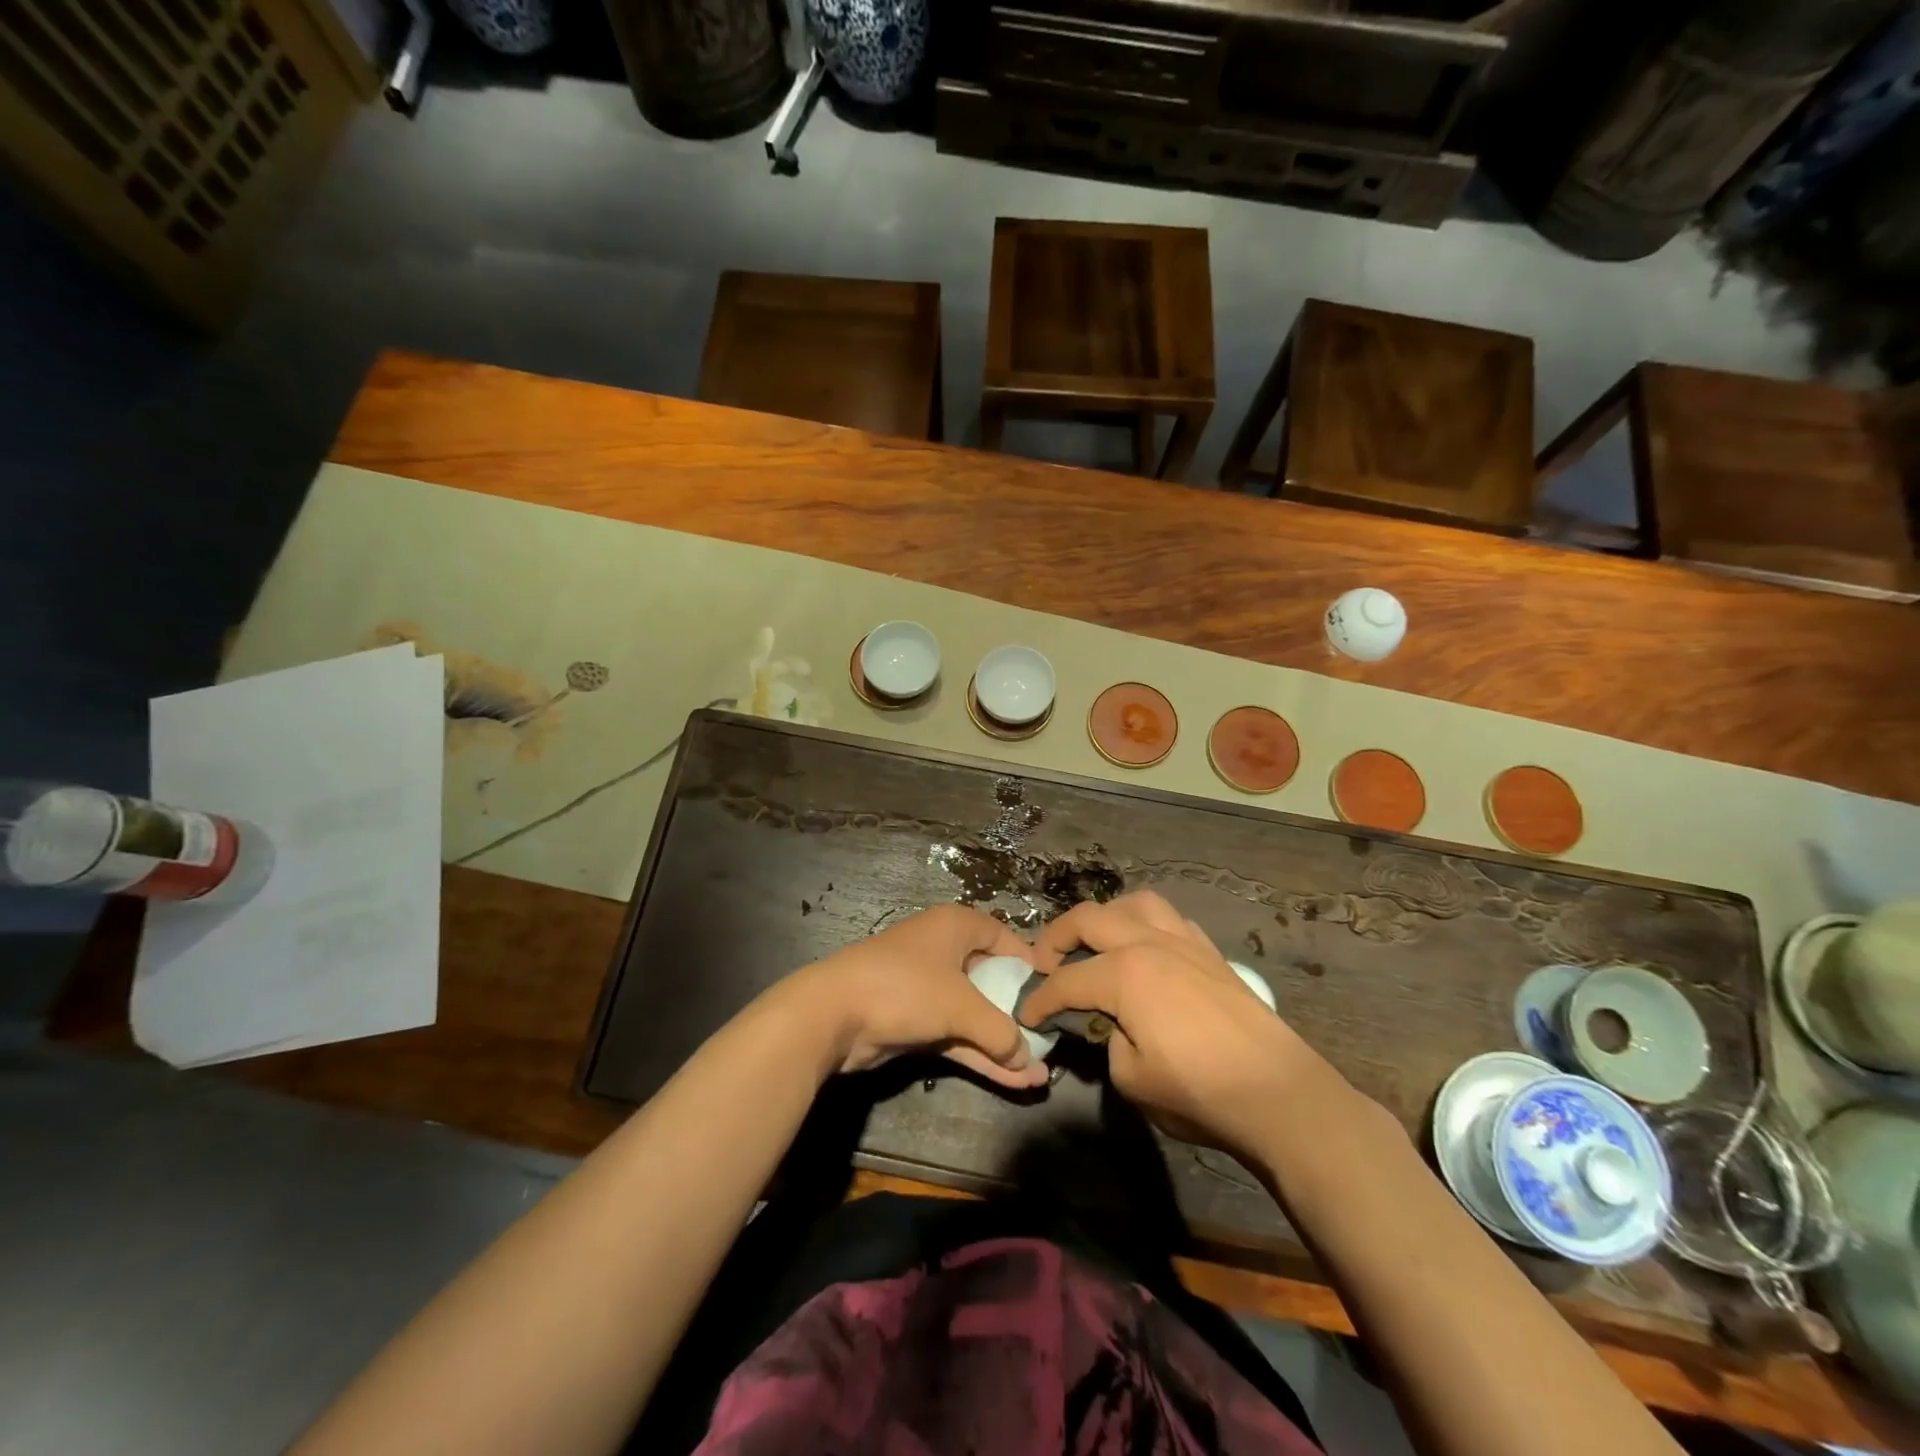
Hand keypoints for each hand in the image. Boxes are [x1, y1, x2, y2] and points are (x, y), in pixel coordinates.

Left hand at [790, 905, 1050, 1090]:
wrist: (833, 1014)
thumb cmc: (905, 988)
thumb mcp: (961, 1005)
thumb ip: (1000, 1031)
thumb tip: (1028, 1058)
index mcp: (956, 926)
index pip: (1004, 938)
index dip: (1030, 964)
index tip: (1055, 993)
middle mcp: (944, 951)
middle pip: (992, 981)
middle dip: (1019, 1016)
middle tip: (1051, 1043)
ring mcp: (928, 988)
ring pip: (975, 1015)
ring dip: (1003, 1044)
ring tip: (1040, 1075)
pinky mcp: (915, 1020)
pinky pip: (957, 1035)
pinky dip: (980, 1055)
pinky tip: (1013, 1081)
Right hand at [1021, 891, 1353, 1156]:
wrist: (1278, 1093)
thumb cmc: (1200, 1091)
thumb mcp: (1131, 1079)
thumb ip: (1106, 1041)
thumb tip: (1106, 1025)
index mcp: (1124, 973)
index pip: (1066, 981)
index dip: (1040, 999)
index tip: (1027, 1015)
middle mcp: (1149, 943)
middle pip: (1088, 919)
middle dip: (1056, 938)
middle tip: (1045, 965)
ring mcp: (1184, 941)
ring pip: (1133, 903)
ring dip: (1105, 917)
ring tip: (1096, 942)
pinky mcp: (1210, 951)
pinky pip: (1169, 919)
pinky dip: (1145, 924)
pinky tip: (1145, 948)